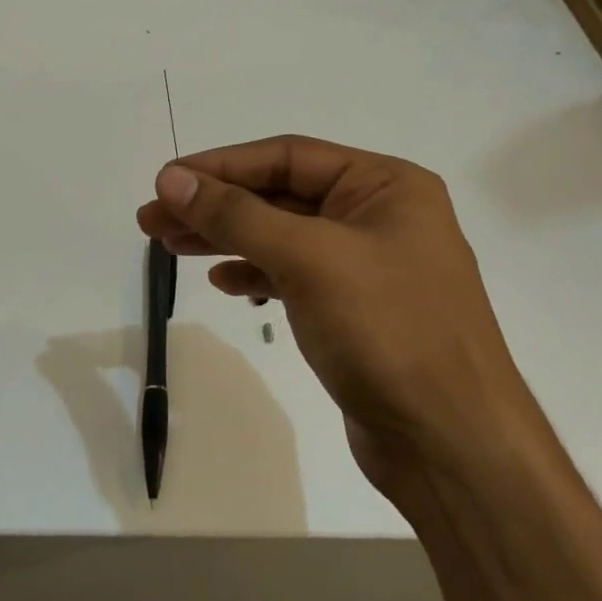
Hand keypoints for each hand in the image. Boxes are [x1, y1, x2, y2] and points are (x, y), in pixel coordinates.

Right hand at [136, 135, 537, 496]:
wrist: (450, 444)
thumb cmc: (387, 331)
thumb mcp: (308, 259)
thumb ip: (237, 215)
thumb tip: (172, 180)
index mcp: (385, 185)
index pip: (287, 157)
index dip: (221, 166)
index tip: (164, 182)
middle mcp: (379, 216)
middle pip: (280, 195)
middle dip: (215, 205)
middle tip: (151, 220)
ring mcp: (367, 265)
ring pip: (281, 236)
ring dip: (226, 238)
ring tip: (169, 246)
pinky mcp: (354, 310)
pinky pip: (293, 275)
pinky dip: (255, 274)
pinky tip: (222, 281)